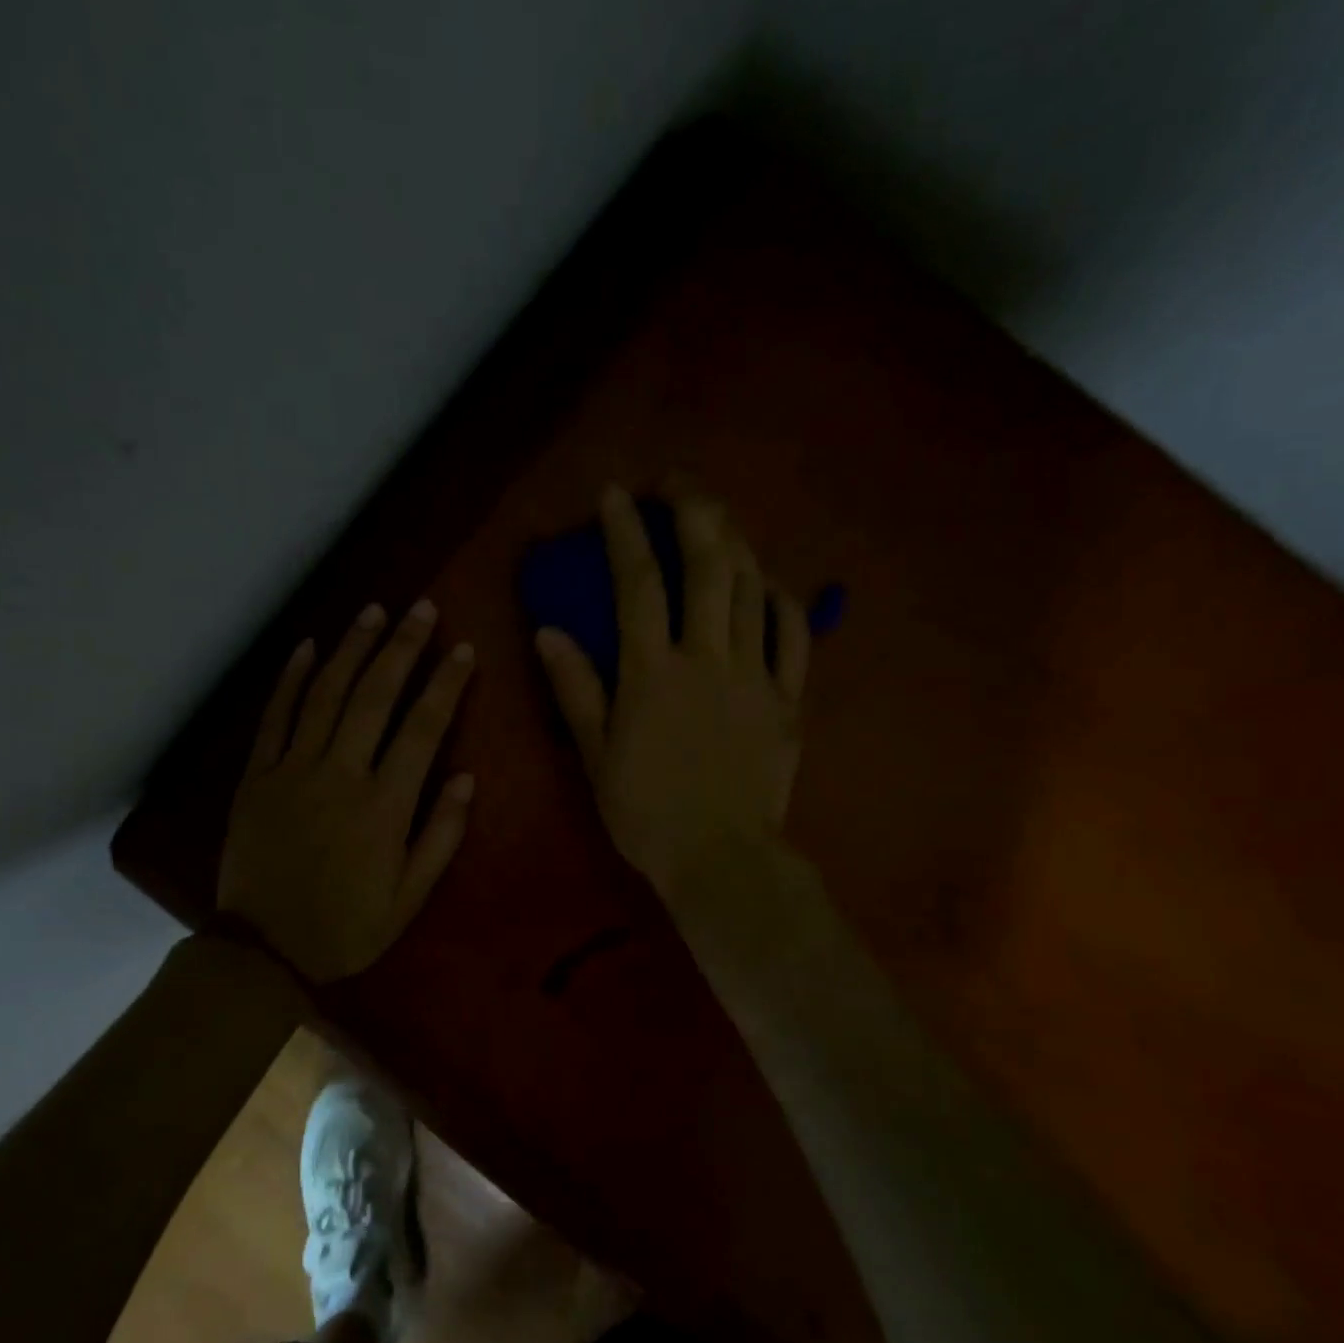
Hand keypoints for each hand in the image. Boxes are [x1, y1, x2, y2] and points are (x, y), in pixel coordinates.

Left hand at [218, 600, 475, 983]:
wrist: (263, 950)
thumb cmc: (348, 926)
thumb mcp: (410, 896)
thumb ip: (441, 835)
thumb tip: (467, 777)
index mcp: (384, 806)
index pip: (423, 728)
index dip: (446, 684)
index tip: (463, 648)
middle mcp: (340, 775)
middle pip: (375, 696)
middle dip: (402, 646)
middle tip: (421, 608)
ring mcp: (293, 770)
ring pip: (326, 695)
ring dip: (352, 648)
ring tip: (373, 610)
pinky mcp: (258, 776)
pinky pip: (275, 717)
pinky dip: (291, 679)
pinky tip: (309, 647)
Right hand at [534, 482, 808, 913]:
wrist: (722, 860)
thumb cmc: (647, 813)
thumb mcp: (596, 756)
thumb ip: (576, 689)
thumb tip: (549, 632)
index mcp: (653, 673)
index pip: (638, 583)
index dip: (625, 532)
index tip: (615, 494)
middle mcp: (707, 658)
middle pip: (708, 565)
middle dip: (693, 509)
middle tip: (677, 482)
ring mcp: (755, 675)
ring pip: (752, 587)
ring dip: (735, 540)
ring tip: (717, 517)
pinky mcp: (788, 698)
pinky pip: (793, 634)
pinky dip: (781, 598)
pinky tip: (768, 580)